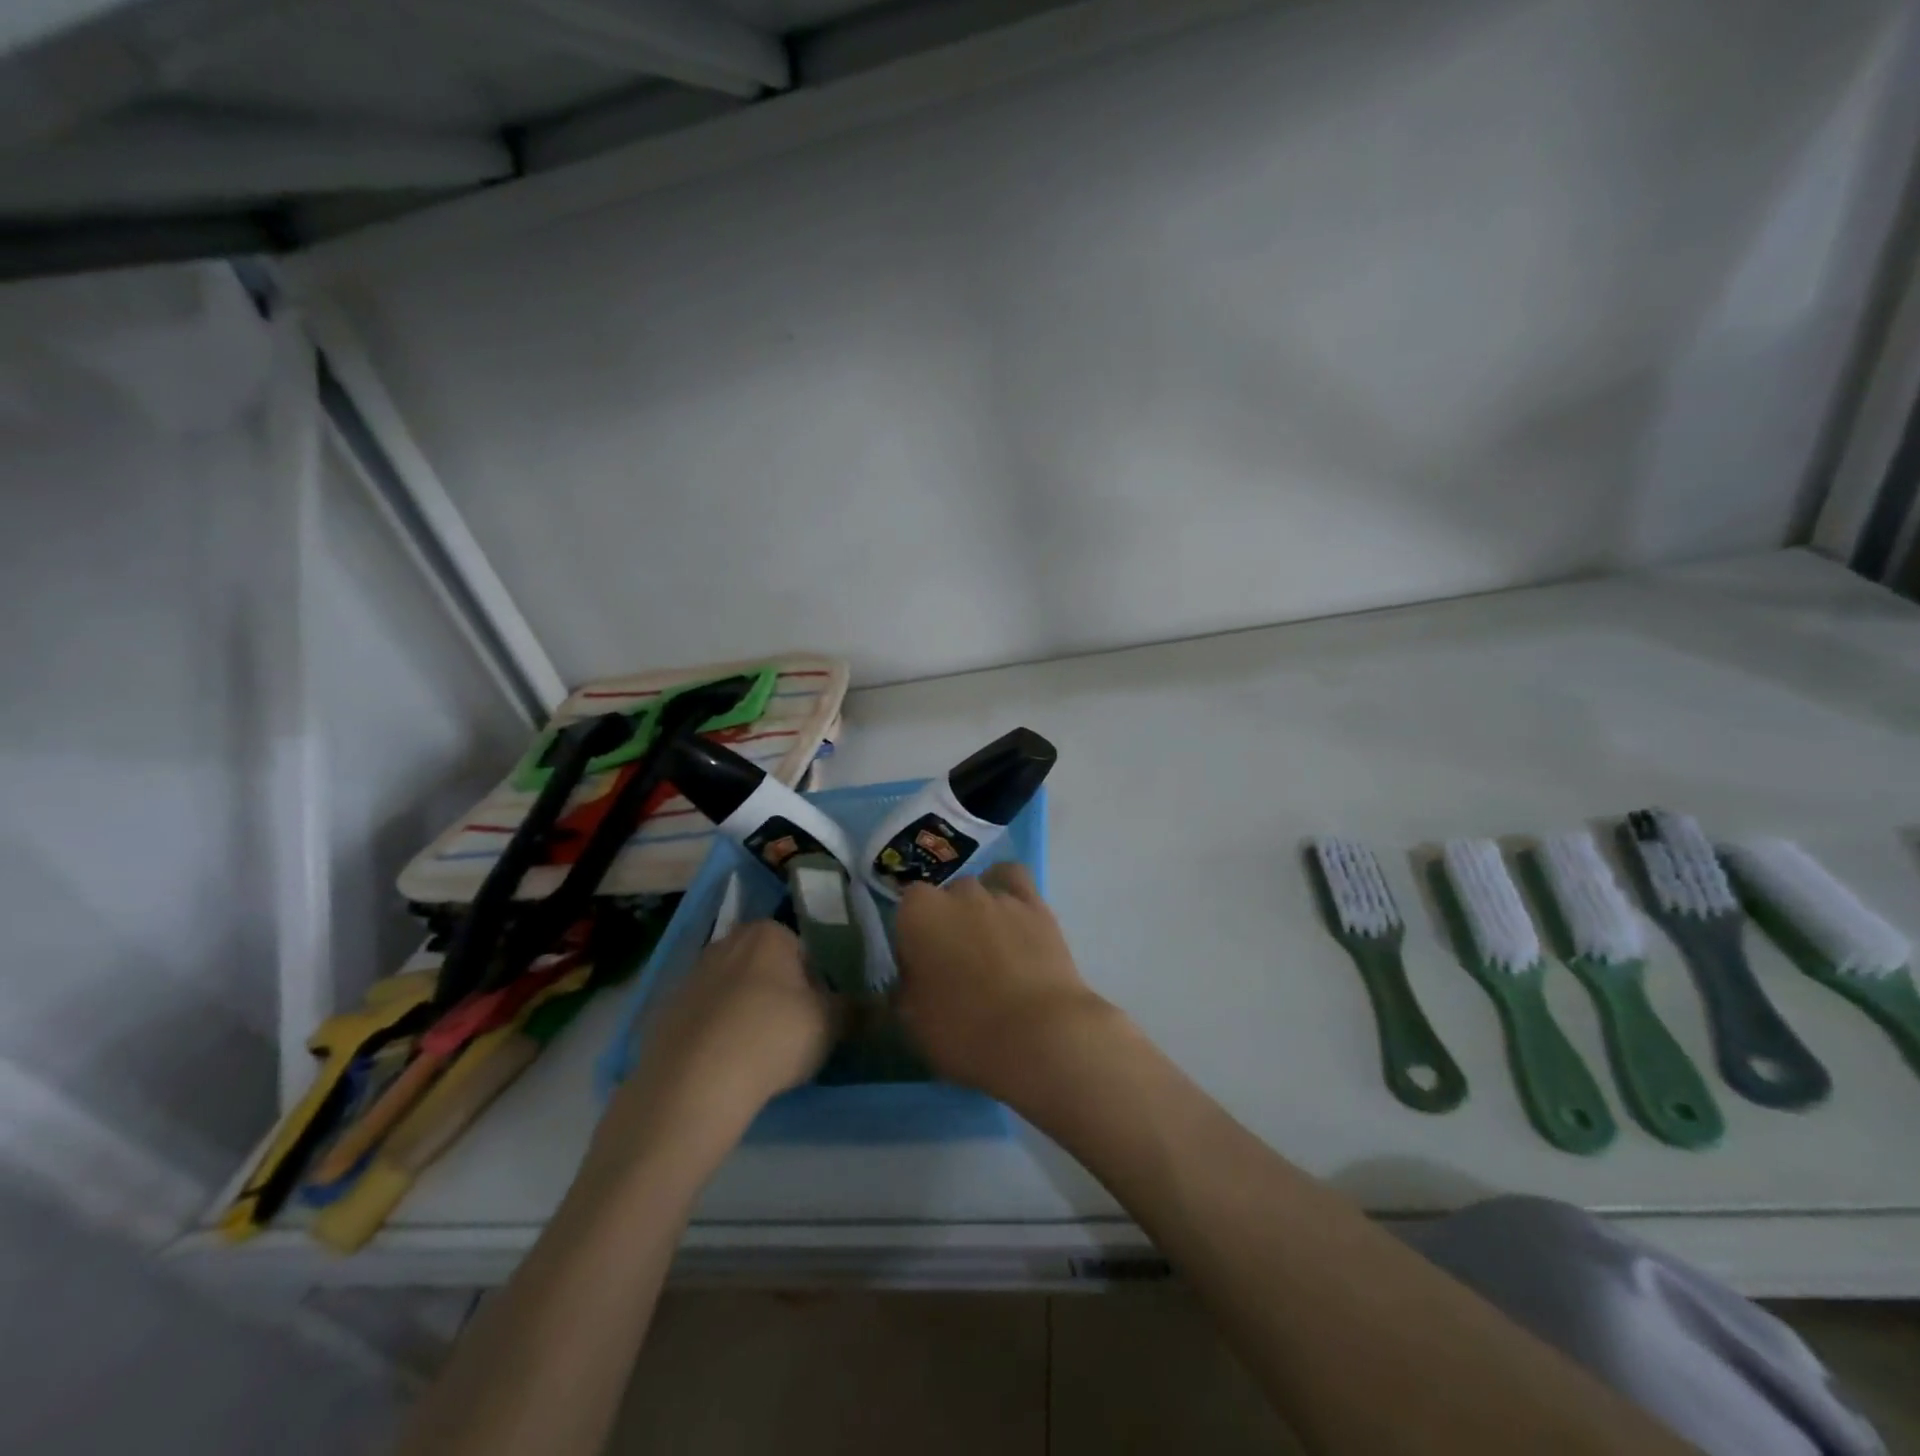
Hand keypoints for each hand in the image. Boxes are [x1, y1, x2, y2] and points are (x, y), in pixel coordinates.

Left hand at [595, 921, 838, 1167]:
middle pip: (768, 967)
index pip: (807, 951)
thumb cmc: (772, 1037)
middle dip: (781, 994)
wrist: (693, 1085)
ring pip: (735, 991)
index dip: (819, 985)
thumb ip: (856, 1009)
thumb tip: (876, 1006)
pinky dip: (718, 1034)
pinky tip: (726, 1066)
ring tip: (759, 1055)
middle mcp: (727, 941)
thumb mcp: (830, 1024)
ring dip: (748, 1013)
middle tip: (794, 1034)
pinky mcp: (666, 1011)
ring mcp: (691, 975)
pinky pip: (706, 1018)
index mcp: (769, 933)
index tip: (820, 1016)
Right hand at [894, 863, 1119, 1099]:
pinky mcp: (1036, 905)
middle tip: (955, 965)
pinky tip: (1011, 913)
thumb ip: (904, 988)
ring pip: (979, 889)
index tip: (919, 969)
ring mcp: (999, 895)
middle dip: (946, 923)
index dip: (912, 939)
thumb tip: (910, 978)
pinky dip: (1009, 889)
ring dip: (978, 911)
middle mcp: (957, 893)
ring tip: (988, 947)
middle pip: (944, 899)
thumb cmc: (963, 1030)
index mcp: (918, 914)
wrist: (1037, 1035)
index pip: (906, 910)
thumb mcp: (911, 1021)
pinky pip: (1016, 879)